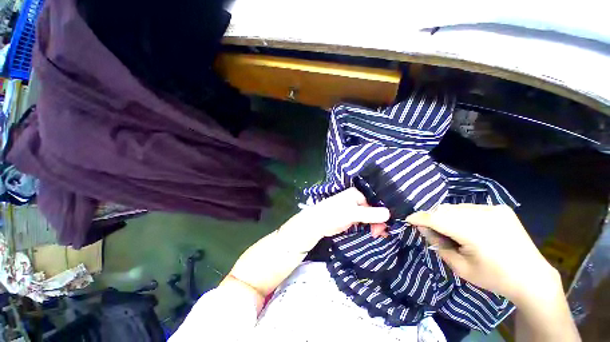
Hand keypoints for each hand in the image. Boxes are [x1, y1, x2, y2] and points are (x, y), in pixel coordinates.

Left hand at [300, 187, 390, 237]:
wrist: (317, 224)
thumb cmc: (333, 214)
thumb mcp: (352, 214)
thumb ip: (369, 214)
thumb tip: (389, 213)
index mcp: (356, 194)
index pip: (375, 202)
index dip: (382, 213)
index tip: (386, 226)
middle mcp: (356, 199)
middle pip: (373, 209)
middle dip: (378, 221)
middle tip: (381, 233)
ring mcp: (354, 209)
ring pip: (369, 216)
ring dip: (375, 225)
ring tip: (378, 234)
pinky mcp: (351, 217)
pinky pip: (364, 221)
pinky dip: (369, 227)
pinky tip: (374, 233)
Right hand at [406, 204, 559, 303]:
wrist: (532, 277)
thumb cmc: (494, 277)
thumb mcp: (460, 267)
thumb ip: (438, 245)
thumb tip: (424, 228)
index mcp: (474, 232)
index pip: (436, 218)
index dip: (419, 217)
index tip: (408, 220)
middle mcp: (483, 214)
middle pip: (445, 210)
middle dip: (433, 218)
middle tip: (430, 229)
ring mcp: (493, 209)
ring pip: (456, 207)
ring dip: (447, 216)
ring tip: (450, 230)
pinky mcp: (500, 208)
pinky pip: (470, 207)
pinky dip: (462, 215)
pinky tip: (469, 227)